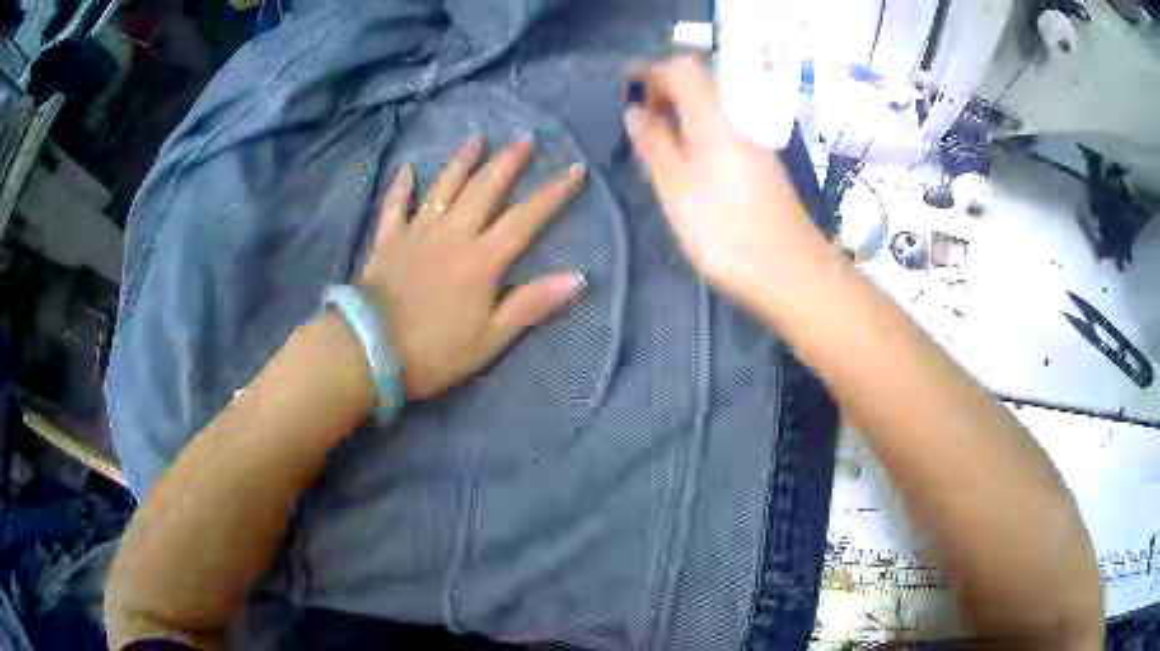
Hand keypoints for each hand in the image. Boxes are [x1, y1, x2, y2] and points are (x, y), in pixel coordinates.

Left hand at [359, 138, 587, 399]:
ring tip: (476, 139)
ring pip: (443, 188)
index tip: (575, 169)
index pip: (525, 219)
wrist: (369, 351)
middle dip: (508, 162)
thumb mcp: (490, 339)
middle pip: (484, 190)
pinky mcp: (388, 240)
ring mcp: (416, 233)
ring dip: (461, 162)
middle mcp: (452, 235)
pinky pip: (395, 206)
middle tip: (526, 138)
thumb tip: (578, 277)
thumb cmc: (434, 352)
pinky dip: (401, 186)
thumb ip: (531, 305)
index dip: (553, 193)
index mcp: (481, 260)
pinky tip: (408, 168)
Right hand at [625, 56, 829, 306]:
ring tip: (653, 144)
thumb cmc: (728, 232)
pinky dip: (698, 137)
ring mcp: (755, 146)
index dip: (651, 70)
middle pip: (701, 87)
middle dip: (665, 93)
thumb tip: (636, 111)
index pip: (683, 70)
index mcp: (716, 119)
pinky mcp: (763, 170)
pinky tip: (686, 166)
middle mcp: (740, 122)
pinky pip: (724, 135)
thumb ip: (655, 145)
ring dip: (681, 117)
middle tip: (636, 120)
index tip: (624, 86)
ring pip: (712, 113)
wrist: (793, 275)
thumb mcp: (677, 189)